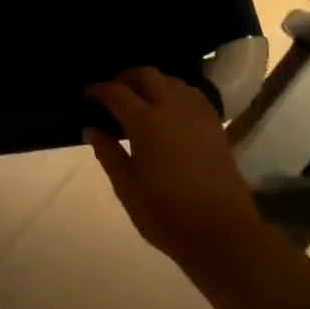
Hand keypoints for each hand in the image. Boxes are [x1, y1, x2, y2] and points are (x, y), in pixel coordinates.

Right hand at [84, 68, 265, 269]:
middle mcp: (173, 109)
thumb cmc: (166, 214)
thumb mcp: (127, 188)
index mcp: (146, 122)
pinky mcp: (216, 127)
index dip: (98, 90)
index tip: (87, 96)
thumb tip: (92, 129)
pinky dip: (176, 94)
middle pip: (147, 75)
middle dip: (126, 78)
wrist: (222, 234)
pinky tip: (170, 112)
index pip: (116, 92)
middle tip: (112, 94)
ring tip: (140, 101)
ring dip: (153, 84)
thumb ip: (108, 154)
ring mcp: (199, 115)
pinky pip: (193, 95)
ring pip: (173, 81)